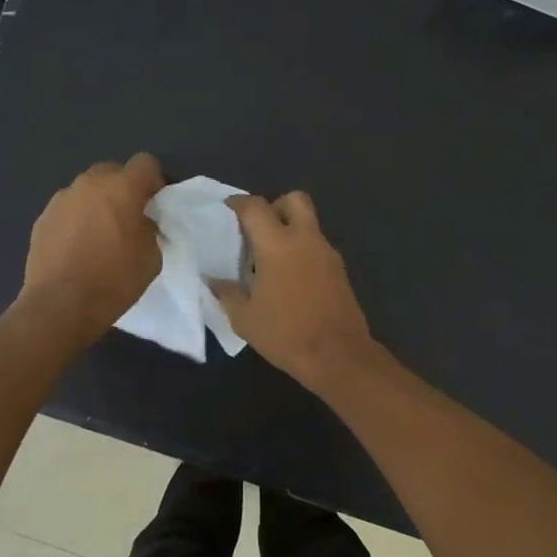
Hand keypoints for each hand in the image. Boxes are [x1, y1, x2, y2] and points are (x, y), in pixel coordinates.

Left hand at [20, 154, 165, 340]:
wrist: (60, 305)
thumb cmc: (114, 281)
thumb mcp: (152, 258)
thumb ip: (150, 230)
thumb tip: (141, 223)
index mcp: (122, 188)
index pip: (145, 163)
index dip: (154, 181)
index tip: (155, 204)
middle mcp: (89, 184)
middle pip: (112, 172)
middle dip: (123, 189)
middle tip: (128, 219)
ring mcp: (61, 199)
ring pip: (87, 191)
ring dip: (97, 204)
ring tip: (99, 236)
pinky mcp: (42, 218)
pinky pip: (68, 210)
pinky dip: (76, 221)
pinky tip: (77, 249)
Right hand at [210, 191, 377, 391]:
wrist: (338, 356)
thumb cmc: (285, 334)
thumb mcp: (244, 318)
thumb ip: (228, 293)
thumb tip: (215, 281)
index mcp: (277, 245)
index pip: (255, 207)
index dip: (238, 203)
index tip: (227, 210)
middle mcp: (305, 240)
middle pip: (294, 200)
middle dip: (275, 206)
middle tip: (258, 230)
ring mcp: (327, 254)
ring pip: (309, 224)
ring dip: (290, 230)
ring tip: (270, 260)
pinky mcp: (340, 271)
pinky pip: (317, 247)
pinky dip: (302, 252)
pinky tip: (290, 279)